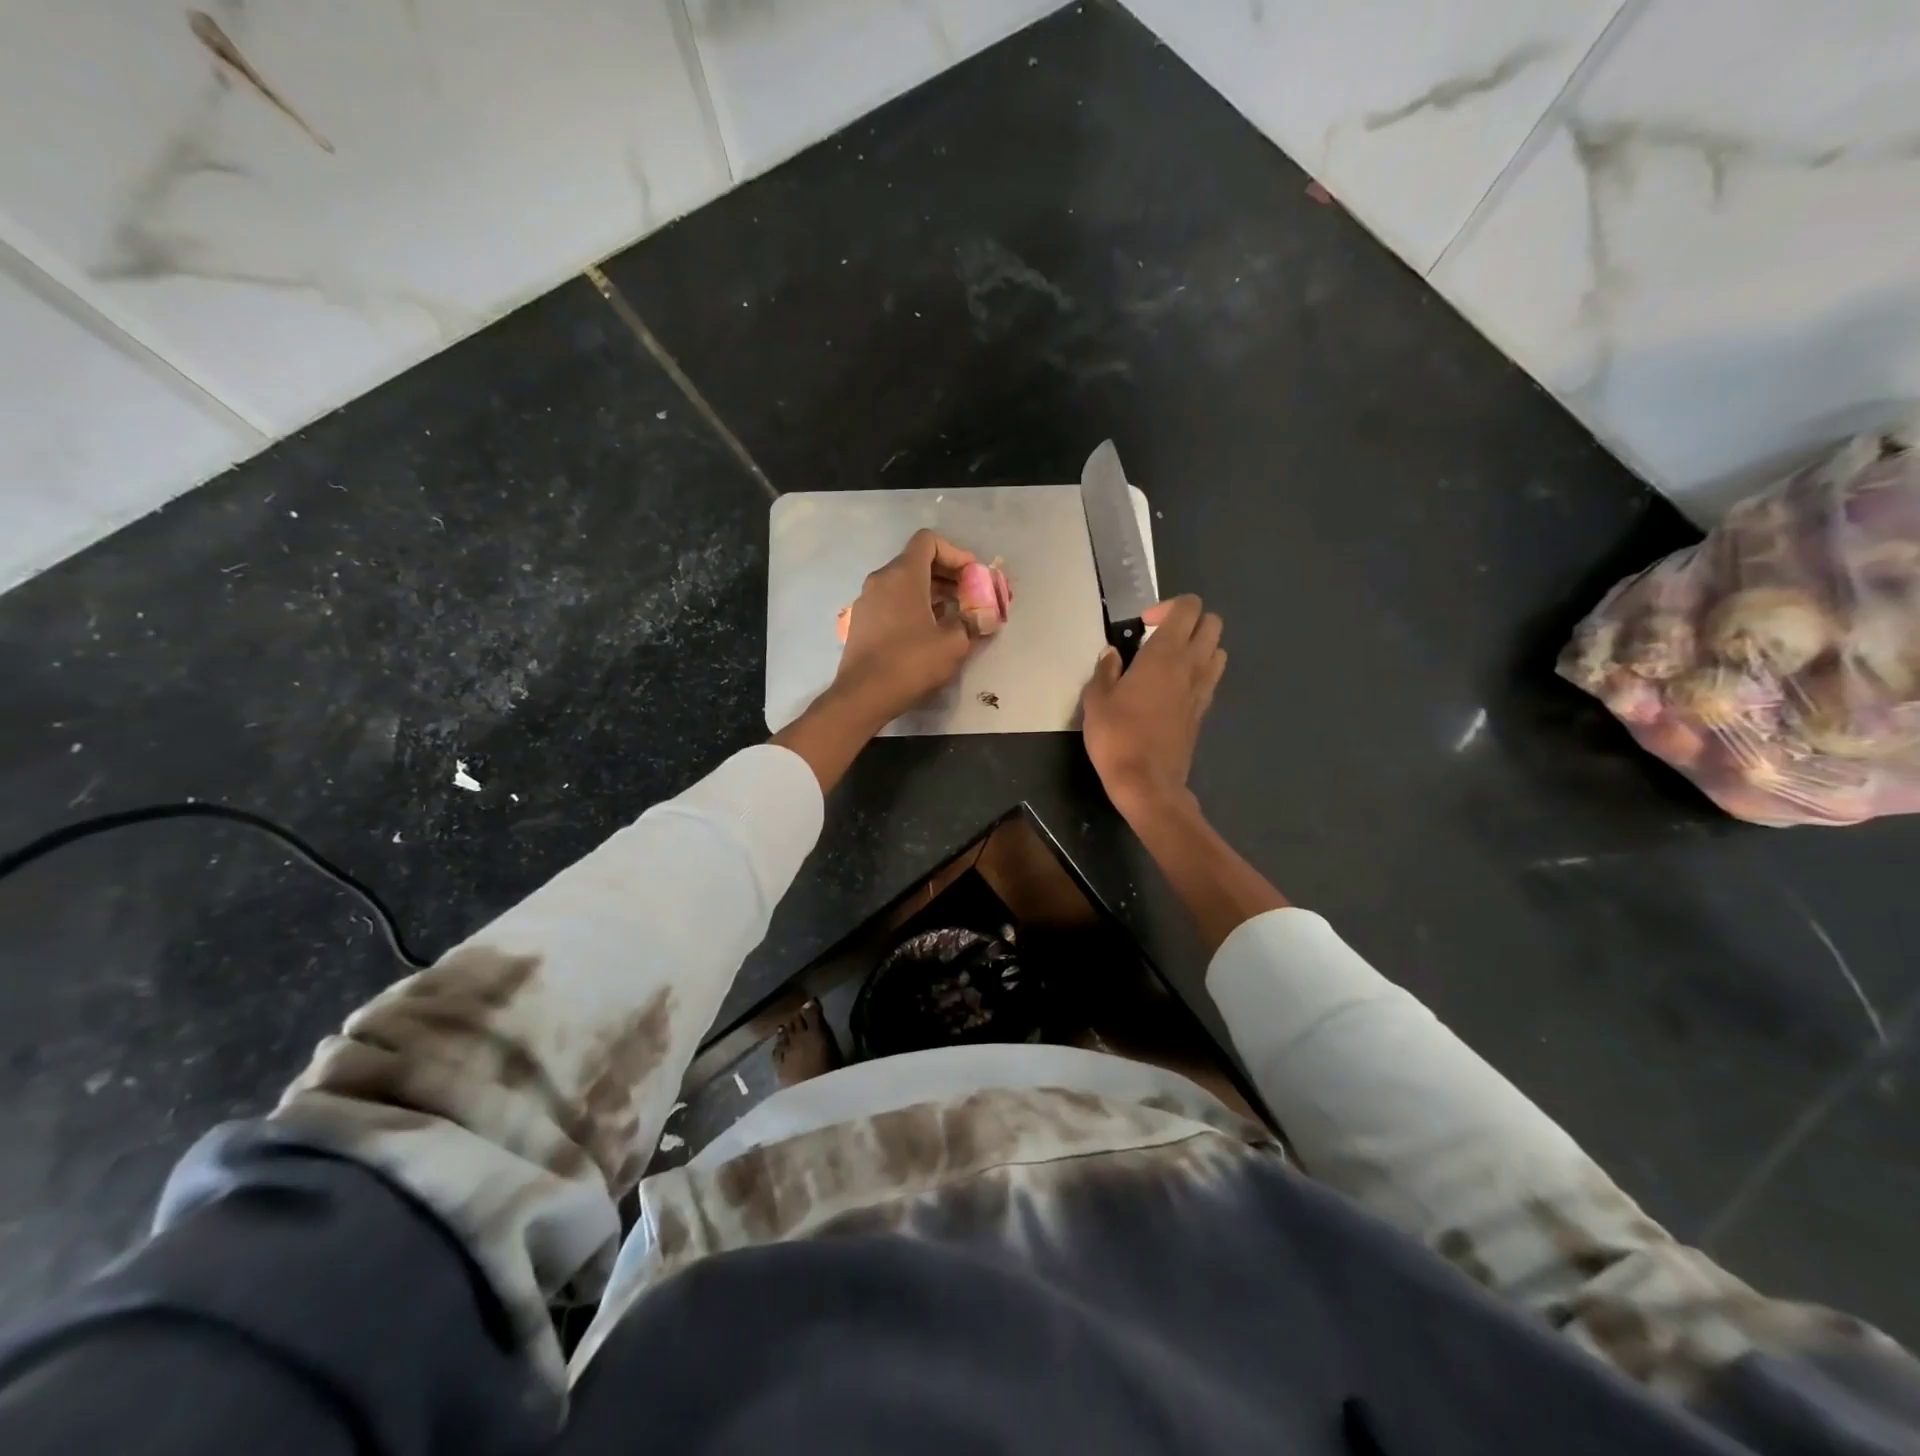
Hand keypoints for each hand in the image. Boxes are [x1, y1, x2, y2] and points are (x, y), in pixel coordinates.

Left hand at [831, 529, 977, 724]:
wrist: (863, 696)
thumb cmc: (911, 663)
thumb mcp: (954, 643)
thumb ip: (972, 622)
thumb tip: (984, 616)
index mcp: (903, 575)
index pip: (928, 541)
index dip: (955, 553)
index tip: (972, 575)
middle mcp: (881, 580)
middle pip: (917, 561)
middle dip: (948, 574)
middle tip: (970, 595)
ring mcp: (867, 601)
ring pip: (904, 583)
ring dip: (932, 592)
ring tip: (955, 614)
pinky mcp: (862, 622)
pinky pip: (892, 601)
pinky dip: (914, 606)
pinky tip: (929, 630)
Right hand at [1081, 595, 1225, 815]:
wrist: (1146, 783)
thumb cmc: (1117, 736)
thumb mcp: (1096, 700)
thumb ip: (1105, 671)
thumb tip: (1112, 654)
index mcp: (1165, 654)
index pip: (1187, 608)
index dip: (1167, 607)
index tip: (1143, 626)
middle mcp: (1192, 665)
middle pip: (1212, 623)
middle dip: (1189, 622)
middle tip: (1158, 639)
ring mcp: (1202, 690)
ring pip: (1218, 650)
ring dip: (1199, 647)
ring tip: (1168, 663)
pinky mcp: (1203, 712)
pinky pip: (1210, 679)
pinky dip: (1198, 674)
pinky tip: (1171, 690)